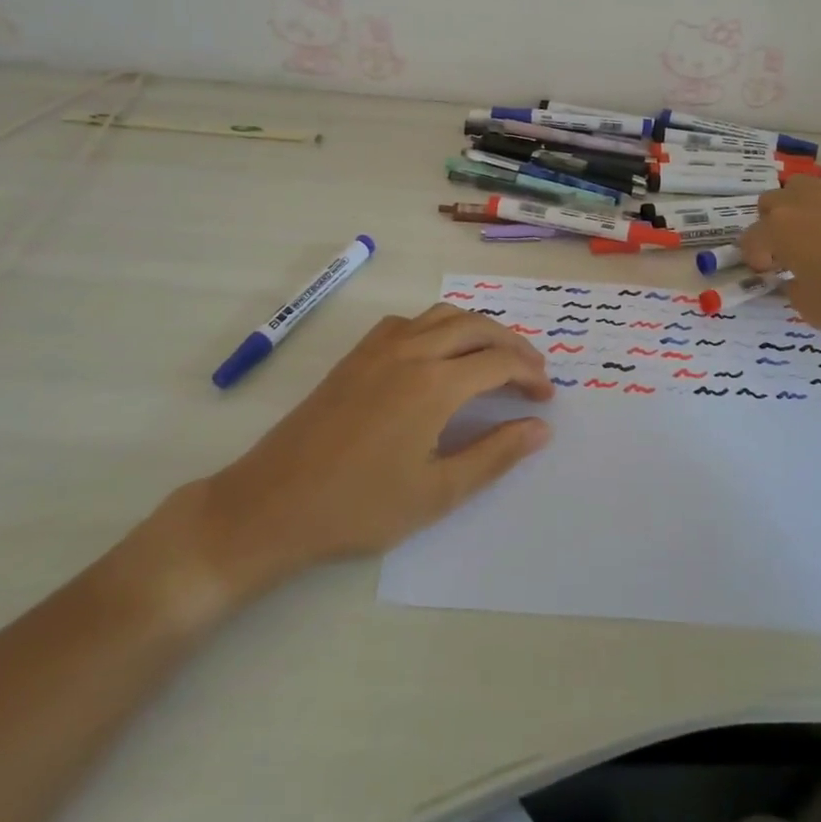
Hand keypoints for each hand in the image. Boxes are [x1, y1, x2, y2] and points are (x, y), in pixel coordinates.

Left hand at [126, 305, 553, 625]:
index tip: (547, 397)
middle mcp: (411, 351)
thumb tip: (541, 428)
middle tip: (533, 371)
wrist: (273, 503)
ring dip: (478, 328)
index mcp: (435, 384)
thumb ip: (495, 454)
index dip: (530, 375)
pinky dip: (438, 326)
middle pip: (477, 326)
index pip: (499, 362)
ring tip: (496, 356)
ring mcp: (379, 347)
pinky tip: (439, 354)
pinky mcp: (356, 354)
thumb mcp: (438, 492)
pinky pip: (409, 322)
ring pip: (443, 315)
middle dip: (513, 344)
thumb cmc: (360, 507)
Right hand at [740, 165, 820, 343]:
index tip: (769, 274)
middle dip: (772, 225)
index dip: (756, 258)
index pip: (751, 240)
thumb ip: (795, 292)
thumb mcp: (814, 312)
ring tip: (816, 227)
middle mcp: (800, 204)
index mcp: (779, 232)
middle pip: (769, 202)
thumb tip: (797, 281)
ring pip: (800, 183)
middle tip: (789, 251)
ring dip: (799, 203)